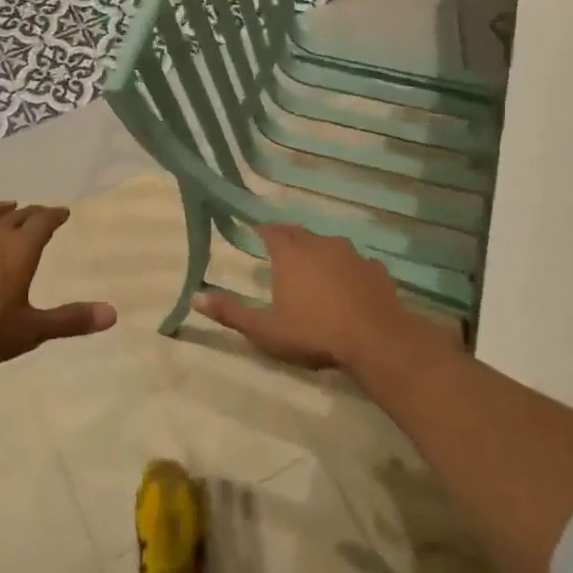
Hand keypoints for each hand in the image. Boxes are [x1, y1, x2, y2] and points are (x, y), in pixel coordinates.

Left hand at [0, 201, 115, 370]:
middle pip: (16, 215)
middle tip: (38, 214)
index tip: (62, 212)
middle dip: (30, 213)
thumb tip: (112, 314)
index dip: (55, 216)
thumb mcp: (30, 330)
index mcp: (20, 249)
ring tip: (7, 207)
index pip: (43, 222)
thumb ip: (70, 320)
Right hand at [192, 224, 461, 377]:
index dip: (262, 231)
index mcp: (291, 254)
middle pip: (300, 233)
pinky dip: (348, 269)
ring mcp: (352, 256)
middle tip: (280, 248)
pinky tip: (349, 285)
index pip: (271, 231)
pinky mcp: (377, 270)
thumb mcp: (265, 330)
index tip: (256, 233)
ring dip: (319, 252)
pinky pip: (357, 263)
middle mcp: (320, 245)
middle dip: (288, 238)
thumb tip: (195, 297)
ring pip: (330, 245)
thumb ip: (231, 313)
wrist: (378, 341)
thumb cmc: (314, 333)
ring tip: (313, 267)